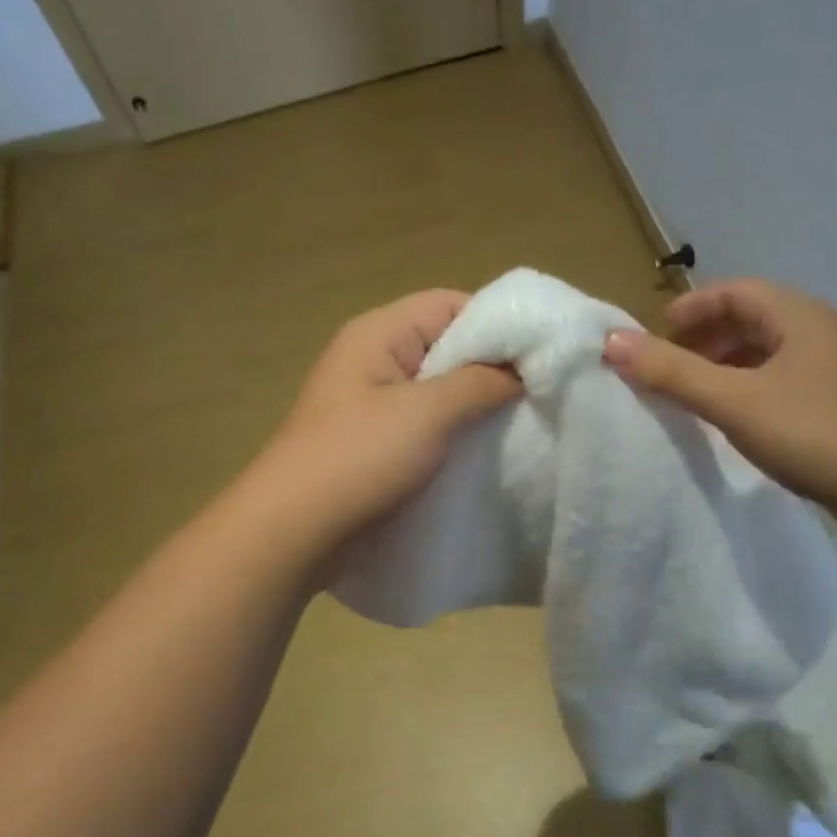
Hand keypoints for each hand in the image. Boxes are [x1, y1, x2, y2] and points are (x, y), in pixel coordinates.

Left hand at [249, 290, 520, 553]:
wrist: (294, 532)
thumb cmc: (359, 458)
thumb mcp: (427, 412)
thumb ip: (480, 381)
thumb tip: (523, 367)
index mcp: (380, 333)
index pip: (451, 304)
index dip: (499, 324)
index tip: (542, 355)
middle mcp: (375, 359)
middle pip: (447, 345)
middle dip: (492, 367)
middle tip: (539, 393)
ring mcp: (373, 403)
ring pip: (439, 389)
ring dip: (475, 404)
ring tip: (520, 423)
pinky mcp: (376, 442)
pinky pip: (426, 424)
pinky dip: (455, 432)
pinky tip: (484, 451)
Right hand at [602, 279, 836, 513]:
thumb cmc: (811, 431)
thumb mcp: (732, 400)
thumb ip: (671, 372)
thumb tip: (611, 341)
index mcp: (798, 316)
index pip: (734, 291)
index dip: (691, 308)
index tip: (656, 336)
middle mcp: (820, 331)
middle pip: (752, 319)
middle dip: (705, 338)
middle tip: (669, 366)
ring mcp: (836, 368)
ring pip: (768, 352)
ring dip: (727, 365)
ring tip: (695, 393)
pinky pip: (783, 380)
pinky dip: (750, 388)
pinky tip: (737, 419)